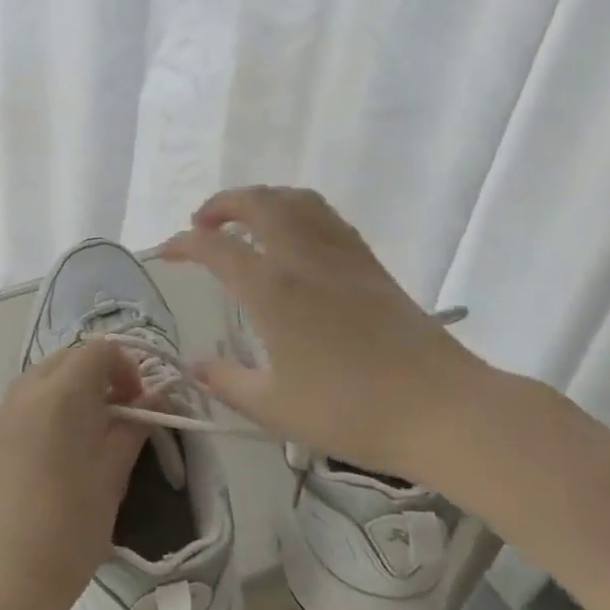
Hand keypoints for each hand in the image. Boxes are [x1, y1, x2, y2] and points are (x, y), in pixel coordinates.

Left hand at [0, 342, 148, 609]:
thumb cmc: (66, 534)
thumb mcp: (110, 481)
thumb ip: (132, 430)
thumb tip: (156, 399)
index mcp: (59, 395)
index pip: (97, 350)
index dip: (125, 367)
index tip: (138, 403)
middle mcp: (21, 393)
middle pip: (64, 359)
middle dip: (95, 375)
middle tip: (116, 416)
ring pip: (36, 381)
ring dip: (65, 392)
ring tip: (83, 438)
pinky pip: (15, 410)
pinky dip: (39, 414)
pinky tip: (47, 460)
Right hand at [162, 185, 499, 484]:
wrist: (442, 409)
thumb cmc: (352, 411)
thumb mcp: (276, 408)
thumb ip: (227, 383)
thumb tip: (195, 367)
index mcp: (272, 289)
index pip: (216, 248)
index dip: (184, 243)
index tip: (167, 252)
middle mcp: (302, 257)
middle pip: (256, 202)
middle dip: (221, 204)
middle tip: (203, 223)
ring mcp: (340, 254)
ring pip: (294, 199)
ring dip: (261, 198)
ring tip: (245, 218)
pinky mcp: (369, 262)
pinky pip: (324, 215)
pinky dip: (296, 209)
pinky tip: (294, 235)